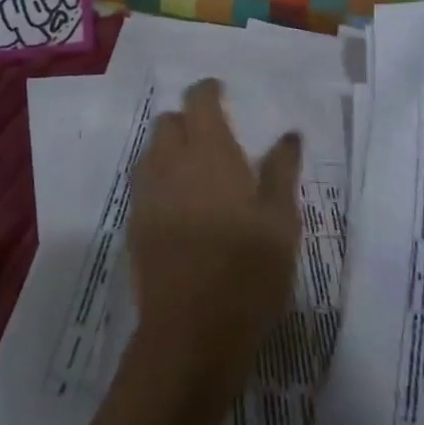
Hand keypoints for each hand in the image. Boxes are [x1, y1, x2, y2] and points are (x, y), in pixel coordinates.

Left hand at [126, 79, 302, 390]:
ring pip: (152, 151)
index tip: (221, 92)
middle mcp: (170, 162)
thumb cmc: (247, 271)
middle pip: (168, 122)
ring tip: (196, 171)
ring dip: (170, 149)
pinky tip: (180, 205)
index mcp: (208, 152)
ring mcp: (147, 193)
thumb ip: (281, 171)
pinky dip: (160, 179)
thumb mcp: (280, 221)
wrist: (192, 333)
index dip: (207, 91)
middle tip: (212, 138)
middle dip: (187, 120)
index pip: (198, 101)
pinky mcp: (135, 224)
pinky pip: (144, 183)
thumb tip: (288, 135)